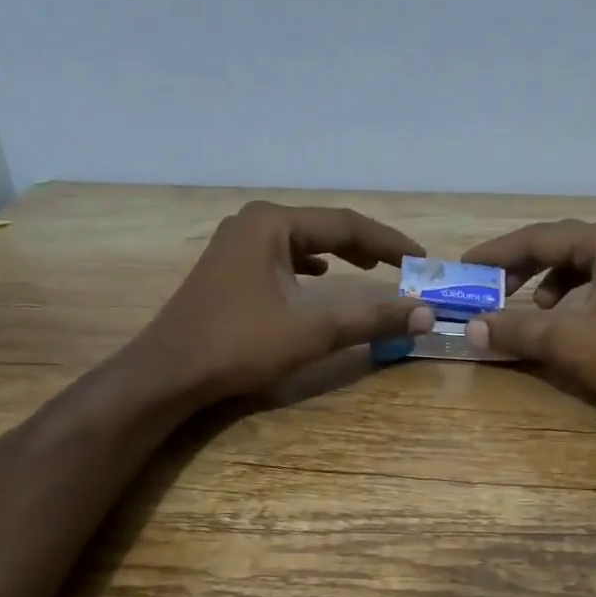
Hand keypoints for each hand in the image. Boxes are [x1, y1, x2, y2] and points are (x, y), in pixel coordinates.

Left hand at [139, 202, 433, 403]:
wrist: (169, 373)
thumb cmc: (240, 345)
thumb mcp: (313, 331)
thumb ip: (372, 318)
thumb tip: (426, 314)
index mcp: (272, 224)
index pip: (346, 225)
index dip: (389, 242)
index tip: (422, 259)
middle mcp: (253, 224)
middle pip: (323, 228)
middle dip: (366, 246)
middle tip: (401, 265)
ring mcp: (235, 245)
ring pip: (302, 243)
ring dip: (339, 254)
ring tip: (370, 267)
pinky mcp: (228, 269)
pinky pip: (282, 258)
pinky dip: (310, 267)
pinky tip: (320, 279)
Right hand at [462, 218, 595, 416]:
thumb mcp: (570, 342)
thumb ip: (518, 330)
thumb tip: (471, 328)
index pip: (538, 238)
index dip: (497, 253)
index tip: (465, 267)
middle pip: (559, 246)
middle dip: (521, 267)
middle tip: (489, 288)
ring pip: (580, 265)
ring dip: (547, 283)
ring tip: (530, 307)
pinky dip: (573, 297)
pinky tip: (568, 322)